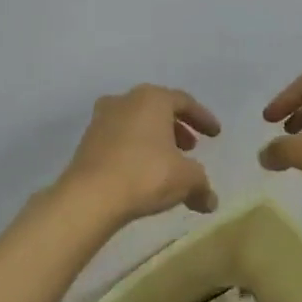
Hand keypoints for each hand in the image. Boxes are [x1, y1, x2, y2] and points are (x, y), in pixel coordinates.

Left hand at [57, 84, 221, 224]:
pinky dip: (135, 150)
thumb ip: (202, 185)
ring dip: (155, 139)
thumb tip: (210, 202)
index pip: (184, 102)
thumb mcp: (186, 179)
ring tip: (168, 162)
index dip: (203, 118)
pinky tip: (143, 172)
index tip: (215, 134)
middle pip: (158, 109)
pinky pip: (119, 139)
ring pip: (136, 123)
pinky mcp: (86, 141)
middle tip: (190, 147)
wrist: (90, 196)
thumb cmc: (146, 175)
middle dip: (177, 128)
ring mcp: (101, 119)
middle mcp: (125, 101)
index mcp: (152, 99)